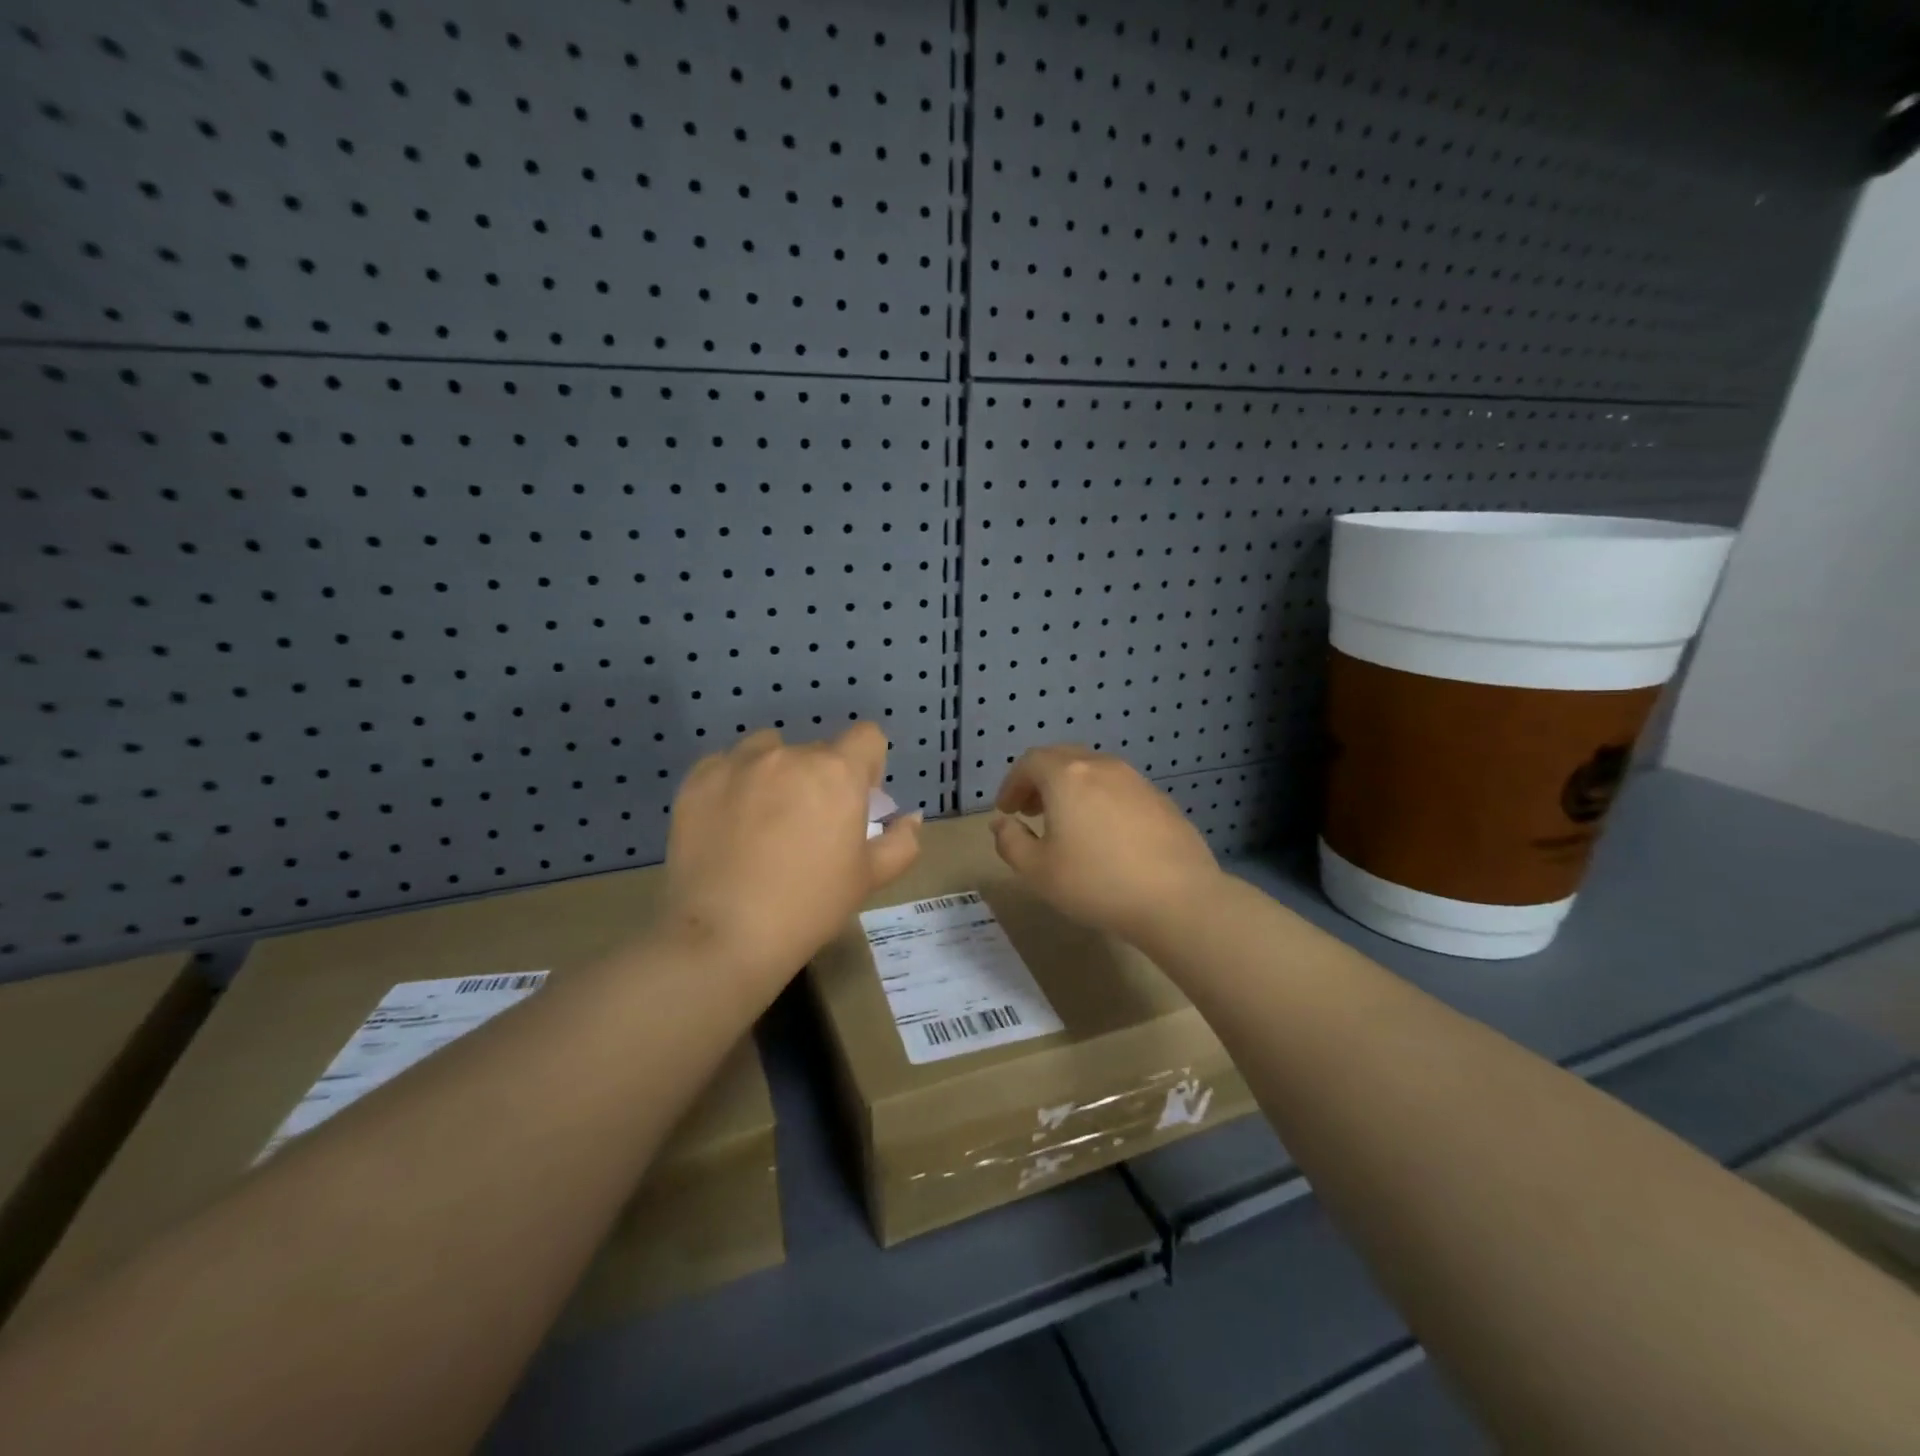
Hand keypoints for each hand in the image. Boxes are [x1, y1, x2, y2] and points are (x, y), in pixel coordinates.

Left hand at [663, 724, 921, 994]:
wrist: (726, 935)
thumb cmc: (810, 906)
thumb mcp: (869, 878)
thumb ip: (901, 842)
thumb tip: (911, 819)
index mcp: (837, 772)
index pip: (867, 737)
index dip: (868, 766)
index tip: (856, 801)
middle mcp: (790, 755)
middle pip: (817, 750)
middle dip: (820, 779)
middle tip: (808, 825)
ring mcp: (739, 763)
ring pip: (769, 750)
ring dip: (776, 772)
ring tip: (763, 818)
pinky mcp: (698, 779)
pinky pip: (726, 765)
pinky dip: (734, 784)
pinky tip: (728, 823)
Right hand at [991, 745, 1221, 943]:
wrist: (1177, 898)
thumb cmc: (1096, 882)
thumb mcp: (1038, 871)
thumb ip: (1011, 842)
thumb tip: (1001, 824)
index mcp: (1067, 776)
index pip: (1030, 762)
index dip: (1012, 783)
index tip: (1007, 810)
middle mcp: (1102, 767)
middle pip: (1062, 758)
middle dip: (1040, 781)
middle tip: (1031, 811)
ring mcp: (1136, 780)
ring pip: (1093, 771)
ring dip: (1071, 789)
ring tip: (1067, 823)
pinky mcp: (1160, 800)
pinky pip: (1119, 789)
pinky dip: (1100, 800)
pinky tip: (1105, 835)